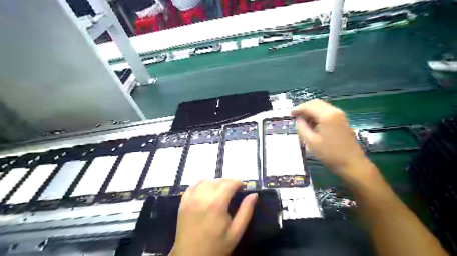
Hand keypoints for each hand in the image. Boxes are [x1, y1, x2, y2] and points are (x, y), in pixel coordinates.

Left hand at [170, 179, 256, 255]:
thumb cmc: (216, 246)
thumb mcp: (235, 232)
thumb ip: (246, 211)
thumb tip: (254, 195)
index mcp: (217, 204)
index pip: (229, 183)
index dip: (238, 182)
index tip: (243, 187)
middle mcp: (203, 196)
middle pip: (218, 180)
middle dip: (228, 182)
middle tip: (234, 190)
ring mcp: (191, 198)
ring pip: (206, 181)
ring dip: (216, 183)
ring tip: (221, 191)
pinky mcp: (183, 201)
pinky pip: (193, 185)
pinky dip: (202, 183)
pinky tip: (207, 189)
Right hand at [293, 99, 378, 185]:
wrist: (352, 163)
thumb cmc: (330, 154)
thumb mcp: (311, 142)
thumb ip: (302, 128)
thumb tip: (299, 120)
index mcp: (326, 116)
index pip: (309, 106)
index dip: (298, 109)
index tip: (290, 114)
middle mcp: (334, 111)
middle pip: (316, 103)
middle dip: (304, 108)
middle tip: (295, 116)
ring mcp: (340, 115)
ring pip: (322, 106)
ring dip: (311, 110)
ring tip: (302, 120)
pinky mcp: (342, 120)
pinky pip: (327, 111)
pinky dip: (318, 114)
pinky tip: (313, 123)